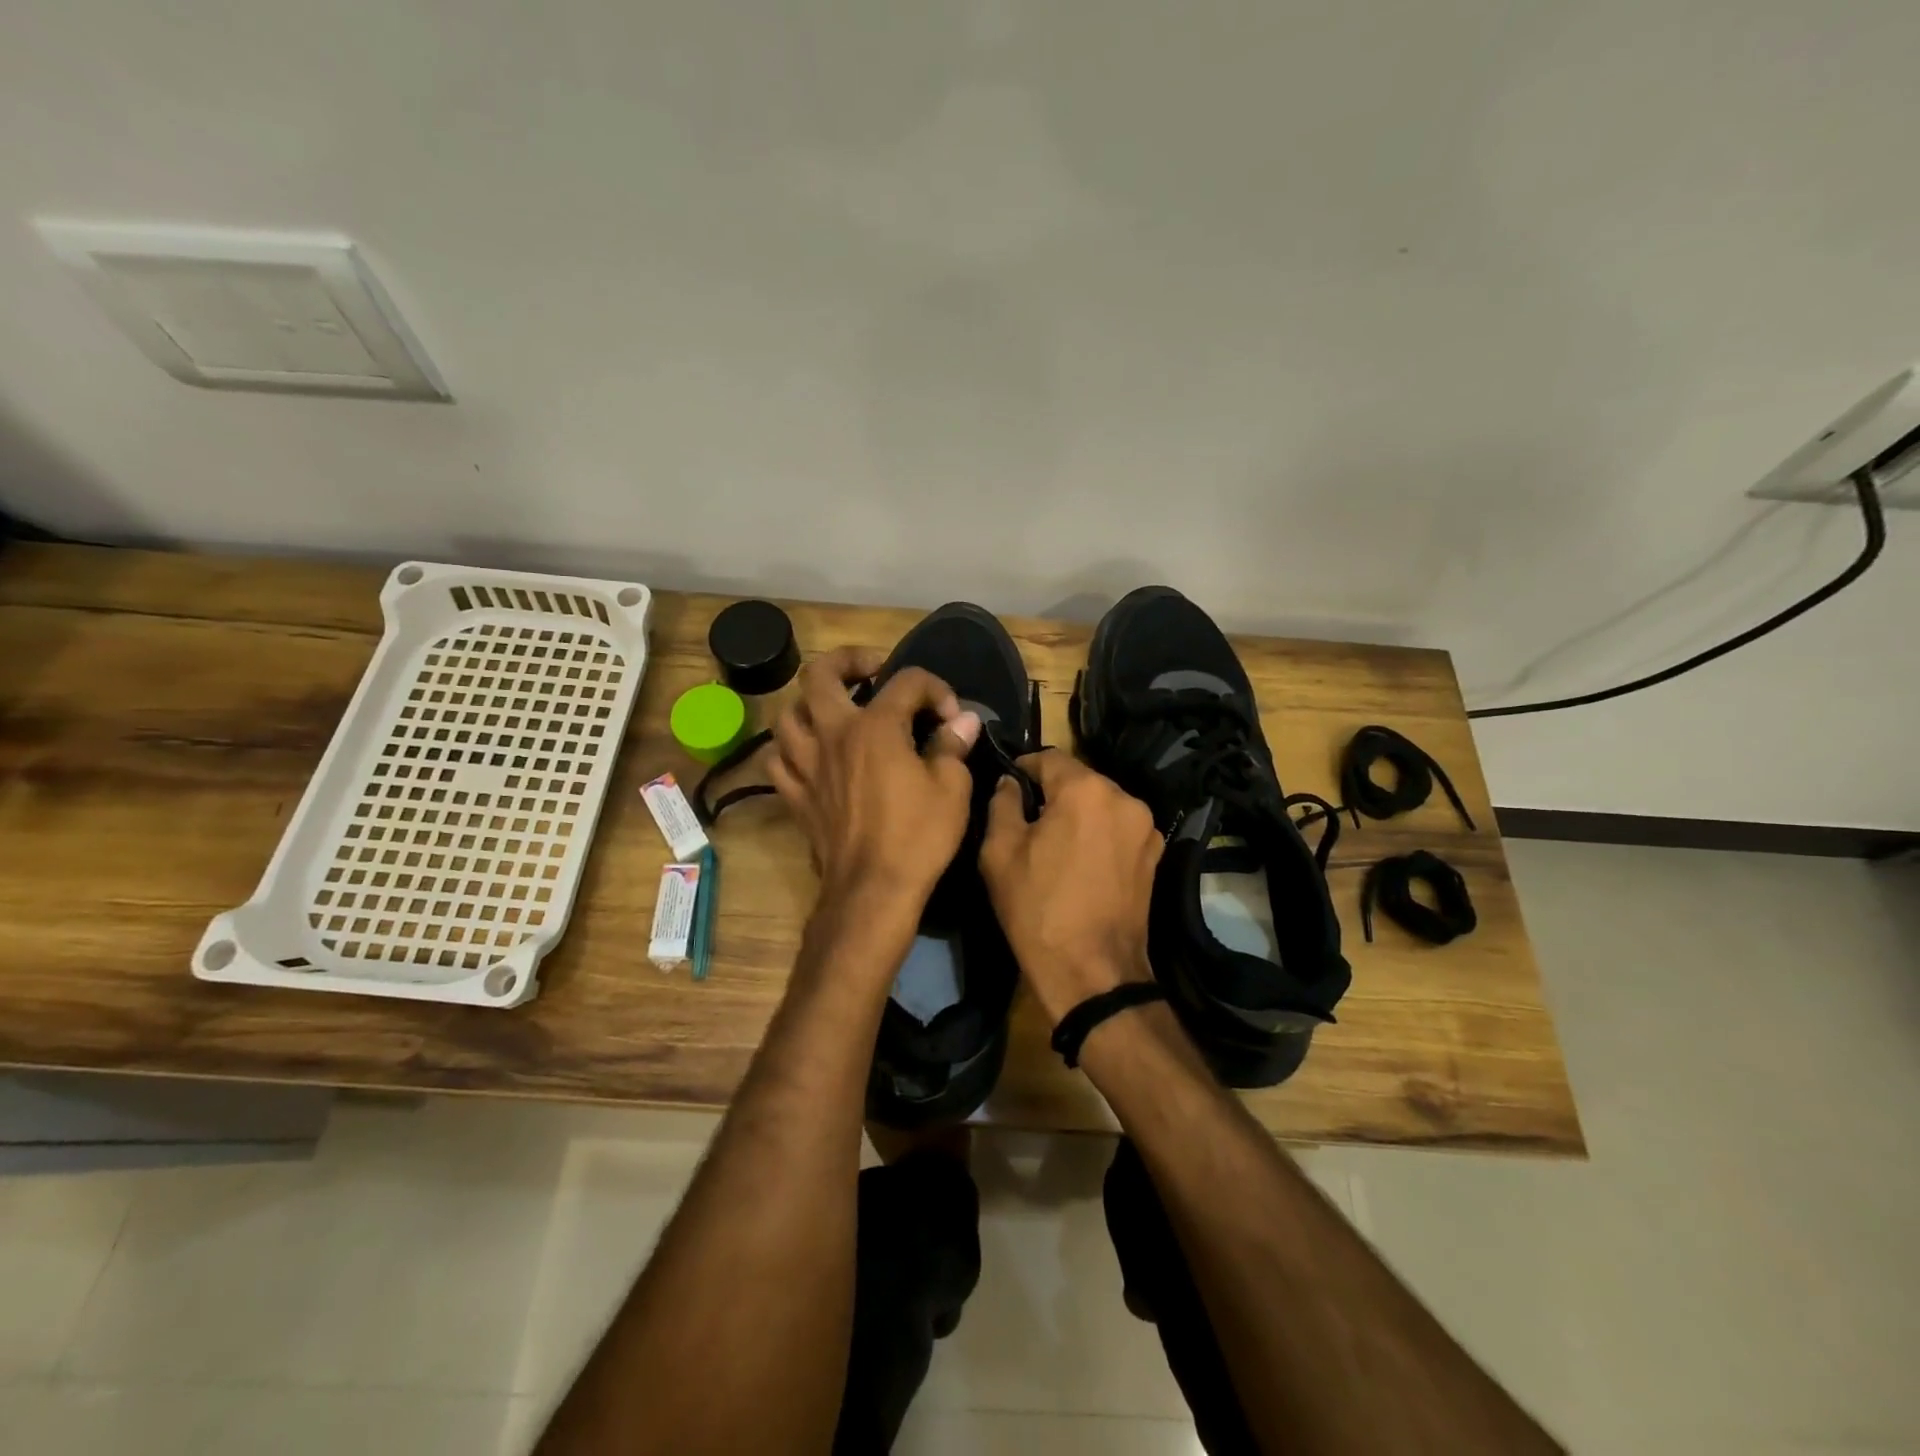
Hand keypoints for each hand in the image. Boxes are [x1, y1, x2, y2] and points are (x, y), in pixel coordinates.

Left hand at [767, 646, 981, 916]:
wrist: (873, 891)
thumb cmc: (918, 837)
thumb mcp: (951, 788)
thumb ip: (952, 745)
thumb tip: (962, 720)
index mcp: (875, 726)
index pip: (906, 681)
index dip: (935, 689)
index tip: (951, 716)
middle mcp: (833, 734)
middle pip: (820, 674)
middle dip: (848, 661)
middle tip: (872, 671)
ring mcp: (807, 764)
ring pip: (789, 714)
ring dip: (812, 704)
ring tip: (837, 712)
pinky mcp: (795, 795)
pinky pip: (779, 758)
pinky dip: (793, 748)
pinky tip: (812, 755)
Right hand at [979, 750, 1163, 1025]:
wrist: (1093, 972)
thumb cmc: (1038, 908)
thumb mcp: (1000, 853)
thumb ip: (1001, 804)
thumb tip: (1010, 783)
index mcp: (1086, 790)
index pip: (1049, 757)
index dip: (1023, 768)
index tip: (1007, 787)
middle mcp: (1124, 798)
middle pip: (1080, 779)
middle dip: (1053, 793)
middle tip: (1027, 820)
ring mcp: (1146, 828)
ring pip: (1101, 804)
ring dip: (1078, 813)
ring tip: (1055, 844)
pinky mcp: (1155, 856)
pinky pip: (1119, 828)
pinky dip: (1099, 834)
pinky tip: (1082, 862)